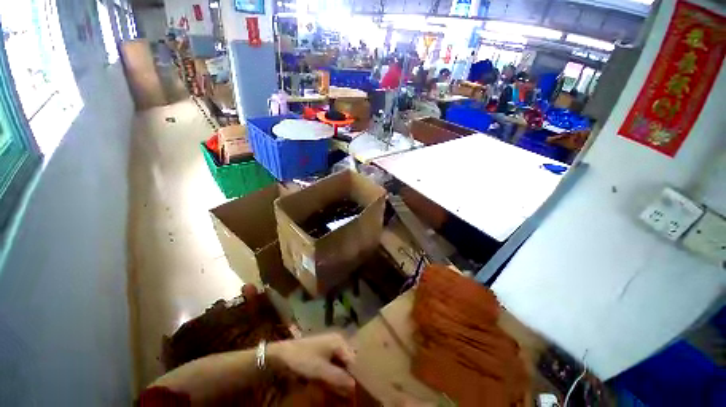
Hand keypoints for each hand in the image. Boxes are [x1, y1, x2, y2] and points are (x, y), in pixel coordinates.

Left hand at [268, 333, 355, 394]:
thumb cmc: (302, 359)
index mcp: (339, 341)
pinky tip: (334, 387)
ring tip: (343, 393)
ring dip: (342, 378)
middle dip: (350, 377)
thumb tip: (355, 386)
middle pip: (348, 361)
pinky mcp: (323, 353)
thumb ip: (338, 377)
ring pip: (342, 364)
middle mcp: (337, 341)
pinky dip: (335, 376)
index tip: (358, 391)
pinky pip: (334, 365)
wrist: (282, 354)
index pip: (354, 359)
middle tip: (350, 394)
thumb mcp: (320, 370)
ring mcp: (330, 346)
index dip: (356, 375)